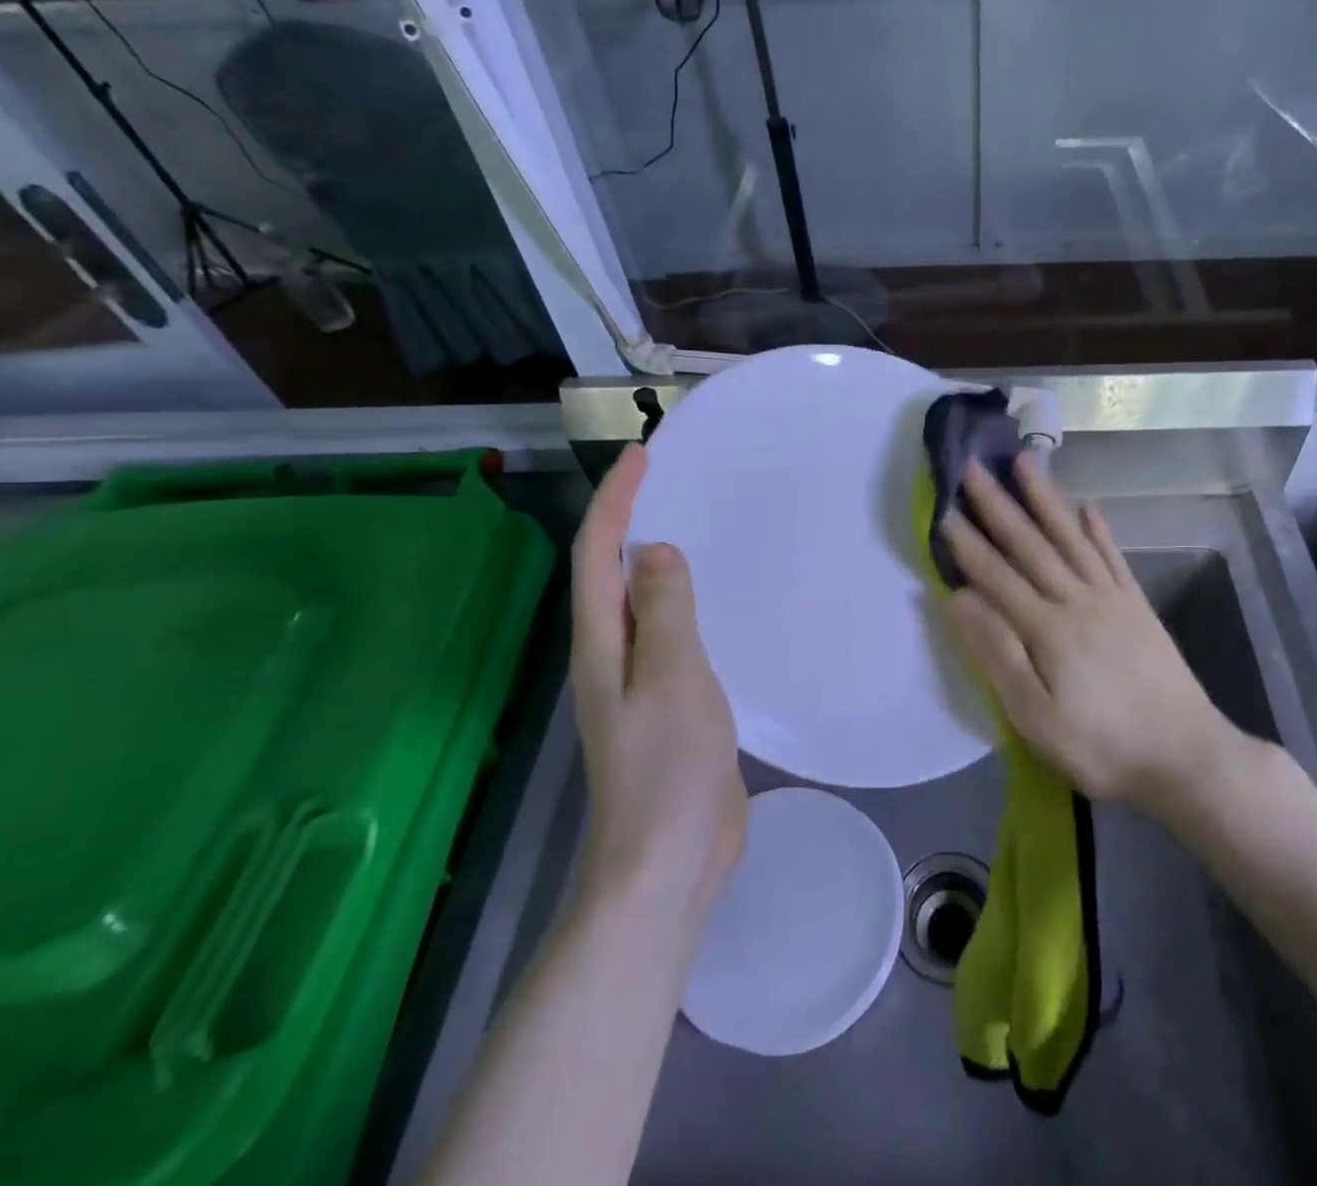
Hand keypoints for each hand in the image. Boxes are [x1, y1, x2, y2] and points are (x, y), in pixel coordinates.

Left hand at [571, 444, 746, 917]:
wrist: (667, 862)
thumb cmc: (666, 769)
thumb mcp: (672, 678)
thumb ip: (665, 611)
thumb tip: (657, 550)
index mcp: (602, 644)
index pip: (598, 554)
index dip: (616, 501)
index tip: (643, 456)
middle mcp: (612, 654)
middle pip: (612, 572)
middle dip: (632, 519)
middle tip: (675, 480)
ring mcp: (640, 681)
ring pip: (645, 603)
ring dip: (660, 560)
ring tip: (699, 524)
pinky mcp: (670, 702)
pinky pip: (674, 634)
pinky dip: (688, 602)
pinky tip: (717, 600)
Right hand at [940, 453, 1237, 816]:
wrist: (1186, 756)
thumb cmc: (1102, 746)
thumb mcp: (1036, 717)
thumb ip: (998, 654)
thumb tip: (961, 599)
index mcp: (1047, 628)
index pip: (997, 575)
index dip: (968, 542)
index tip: (944, 507)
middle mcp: (1078, 600)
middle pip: (1031, 545)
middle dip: (999, 504)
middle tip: (975, 467)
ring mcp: (1112, 599)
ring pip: (1071, 538)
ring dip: (1047, 500)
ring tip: (1027, 463)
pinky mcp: (1138, 607)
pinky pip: (1114, 558)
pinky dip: (1099, 530)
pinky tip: (1090, 507)